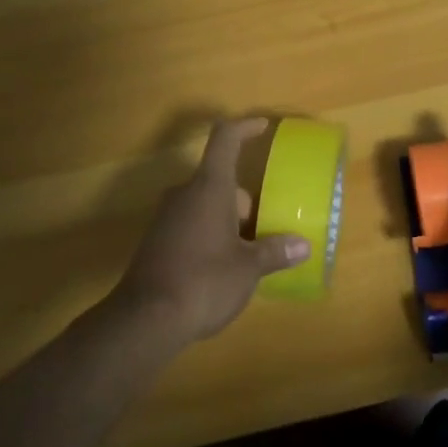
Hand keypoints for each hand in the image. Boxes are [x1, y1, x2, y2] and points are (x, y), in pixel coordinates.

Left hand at [113, 118, 311, 344]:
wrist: (145, 320)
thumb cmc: (204, 281)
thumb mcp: (248, 268)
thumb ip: (274, 252)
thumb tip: (302, 245)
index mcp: (209, 187)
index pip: (225, 139)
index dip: (244, 128)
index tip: (262, 126)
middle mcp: (185, 194)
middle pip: (220, 181)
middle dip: (246, 202)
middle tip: (267, 231)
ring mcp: (166, 217)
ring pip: (206, 205)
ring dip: (229, 221)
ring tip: (250, 254)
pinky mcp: (157, 241)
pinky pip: (191, 225)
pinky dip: (211, 236)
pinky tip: (223, 269)